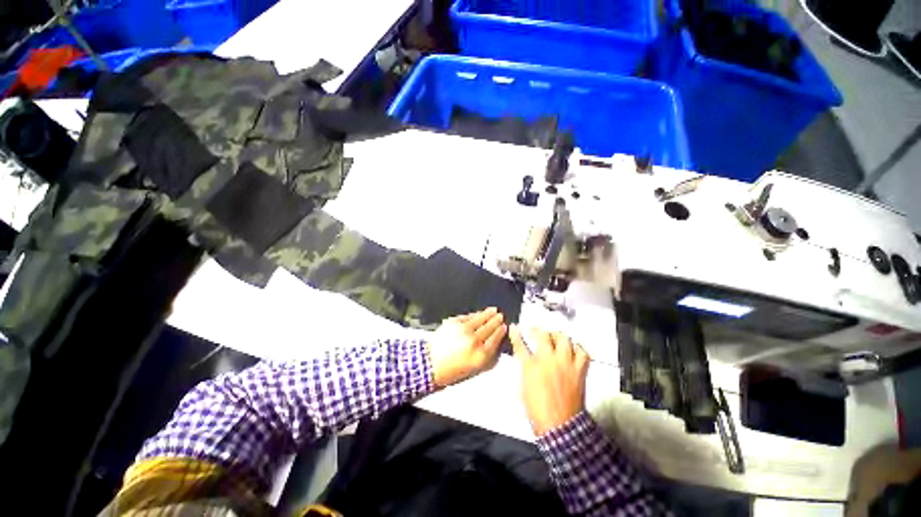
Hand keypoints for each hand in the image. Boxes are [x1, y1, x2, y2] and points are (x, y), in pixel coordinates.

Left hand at [427, 308, 506, 387]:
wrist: (431, 363)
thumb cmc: (453, 370)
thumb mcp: (475, 368)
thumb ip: (488, 356)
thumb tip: (497, 342)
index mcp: (481, 355)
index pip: (495, 339)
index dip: (501, 331)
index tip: (504, 327)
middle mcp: (474, 341)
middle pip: (489, 327)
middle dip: (496, 320)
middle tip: (500, 316)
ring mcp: (463, 330)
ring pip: (480, 319)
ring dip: (488, 313)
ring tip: (493, 310)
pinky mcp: (454, 322)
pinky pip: (467, 316)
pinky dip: (475, 314)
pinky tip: (478, 313)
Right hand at [509, 325, 589, 435]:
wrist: (560, 425)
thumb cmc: (538, 409)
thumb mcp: (524, 386)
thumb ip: (525, 368)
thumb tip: (526, 358)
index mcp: (531, 366)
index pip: (520, 344)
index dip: (516, 334)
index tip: (514, 327)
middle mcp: (548, 360)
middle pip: (543, 335)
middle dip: (538, 331)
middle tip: (537, 333)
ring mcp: (565, 363)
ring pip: (563, 338)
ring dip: (557, 337)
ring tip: (555, 339)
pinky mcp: (579, 370)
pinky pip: (582, 352)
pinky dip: (577, 349)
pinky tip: (573, 350)